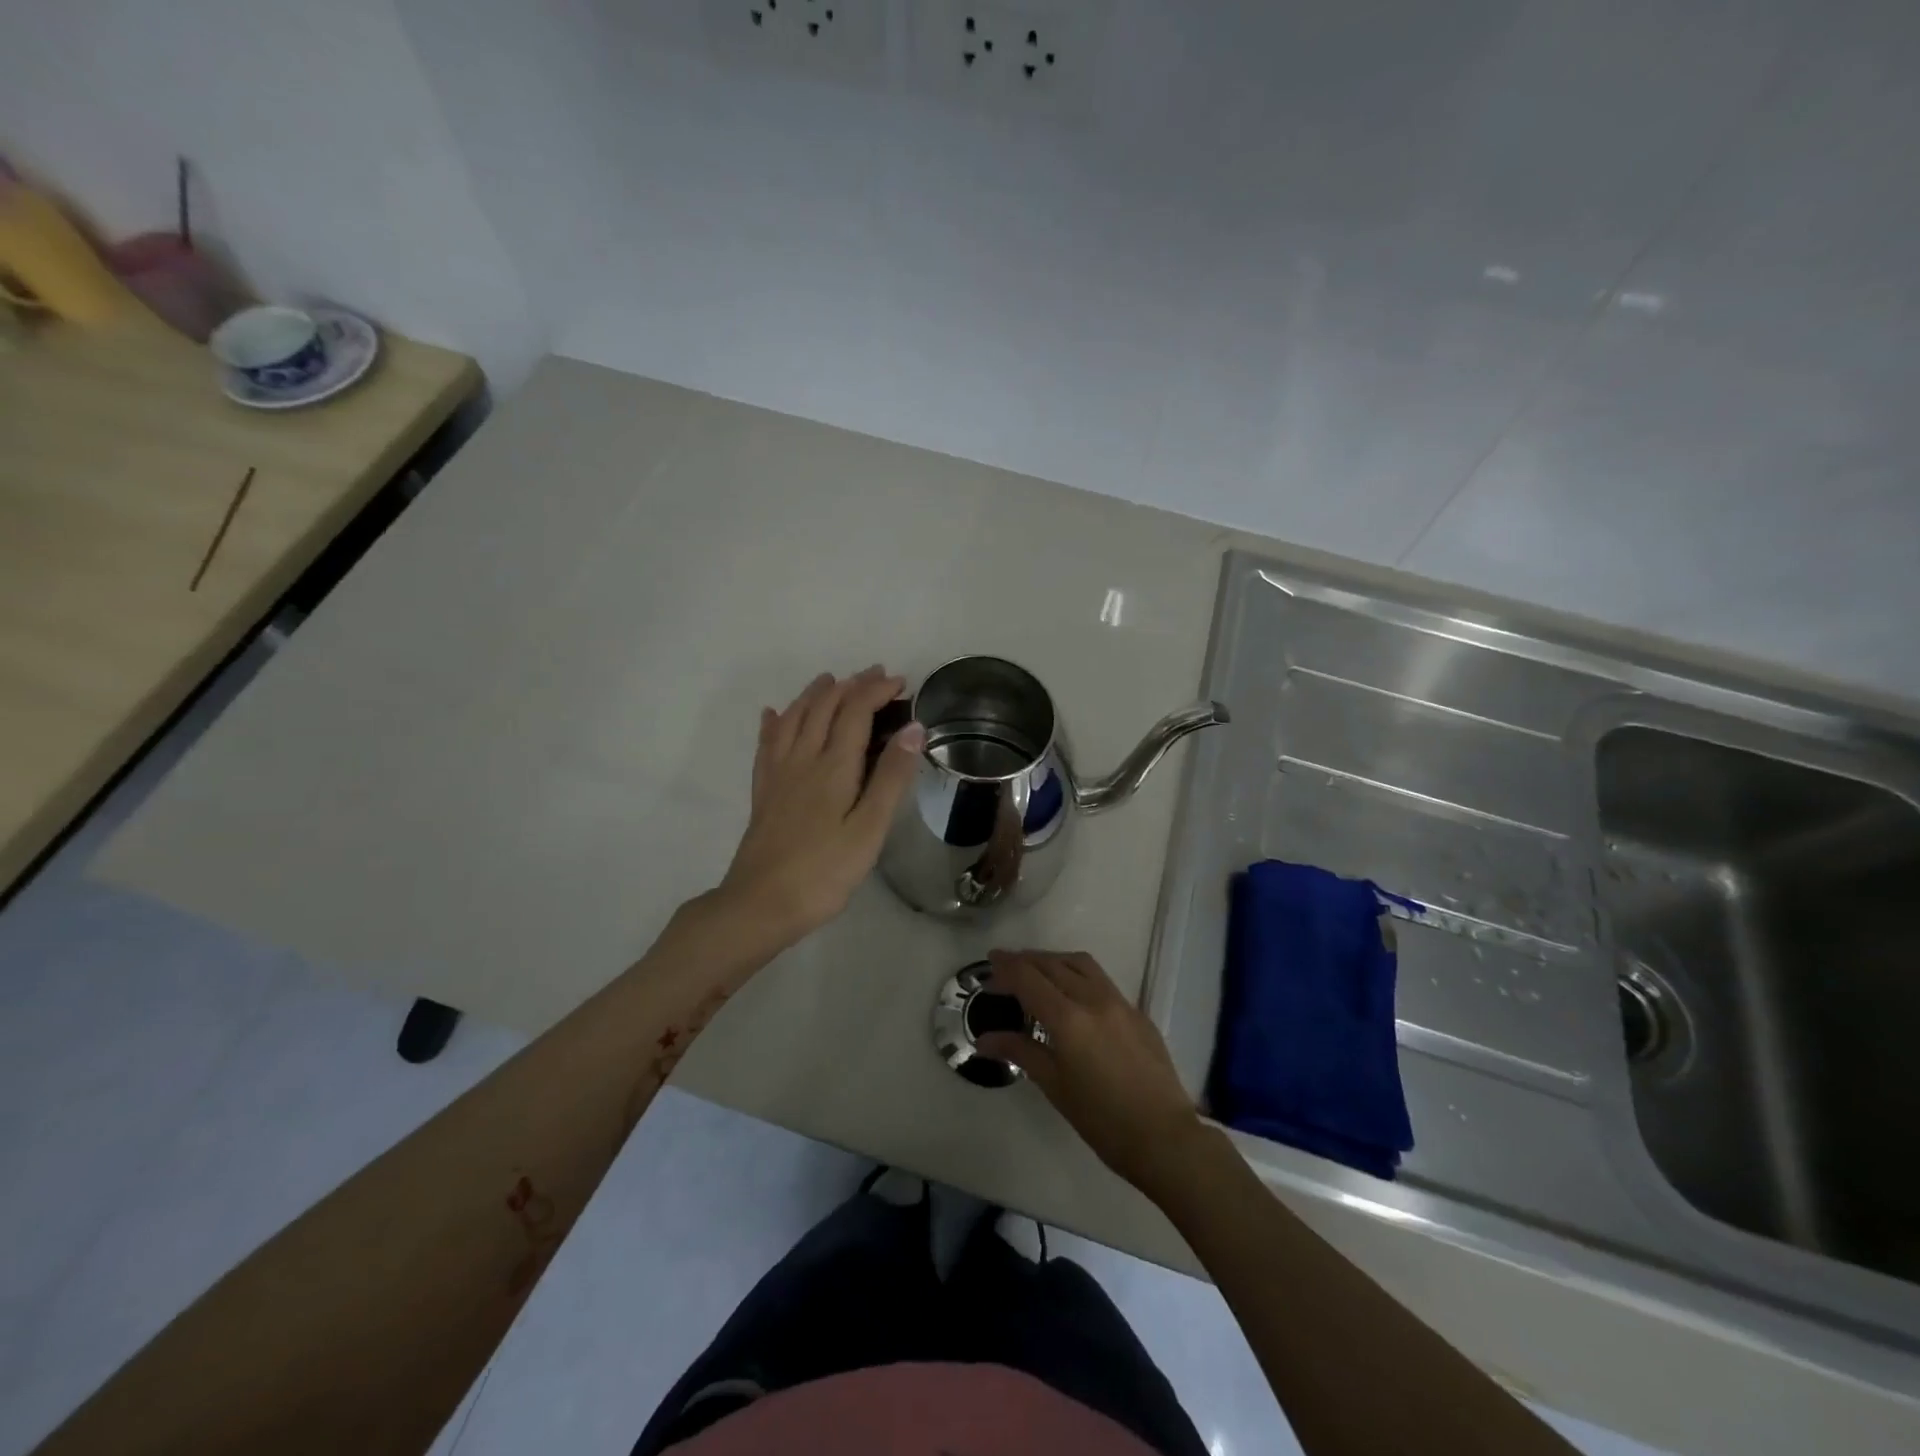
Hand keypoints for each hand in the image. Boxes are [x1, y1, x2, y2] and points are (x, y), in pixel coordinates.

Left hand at [719, 666, 924, 943]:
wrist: (760, 904)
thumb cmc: (824, 872)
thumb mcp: (869, 829)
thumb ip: (891, 777)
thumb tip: (913, 728)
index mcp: (833, 767)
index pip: (855, 712)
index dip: (876, 691)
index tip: (900, 682)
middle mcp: (802, 759)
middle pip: (823, 708)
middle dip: (850, 686)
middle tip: (874, 675)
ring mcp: (777, 774)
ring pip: (793, 718)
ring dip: (814, 695)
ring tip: (829, 680)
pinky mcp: (763, 792)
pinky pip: (767, 744)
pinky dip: (774, 723)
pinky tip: (773, 715)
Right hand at [976, 950, 1207, 1201]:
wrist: (1165, 1138)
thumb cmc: (1102, 1120)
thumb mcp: (1054, 1086)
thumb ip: (1020, 1051)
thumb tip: (984, 1039)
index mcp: (1069, 1019)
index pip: (1028, 978)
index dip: (1005, 967)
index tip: (989, 964)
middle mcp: (1093, 999)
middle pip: (1052, 964)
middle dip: (1025, 961)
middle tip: (1004, 969)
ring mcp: (1120, 1002)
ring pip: (1080, 963)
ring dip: (1053, 960)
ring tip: (1036, 972)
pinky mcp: (1137, 1012)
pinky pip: (1101, 979)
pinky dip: (1077, 974)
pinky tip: (1071, 994)